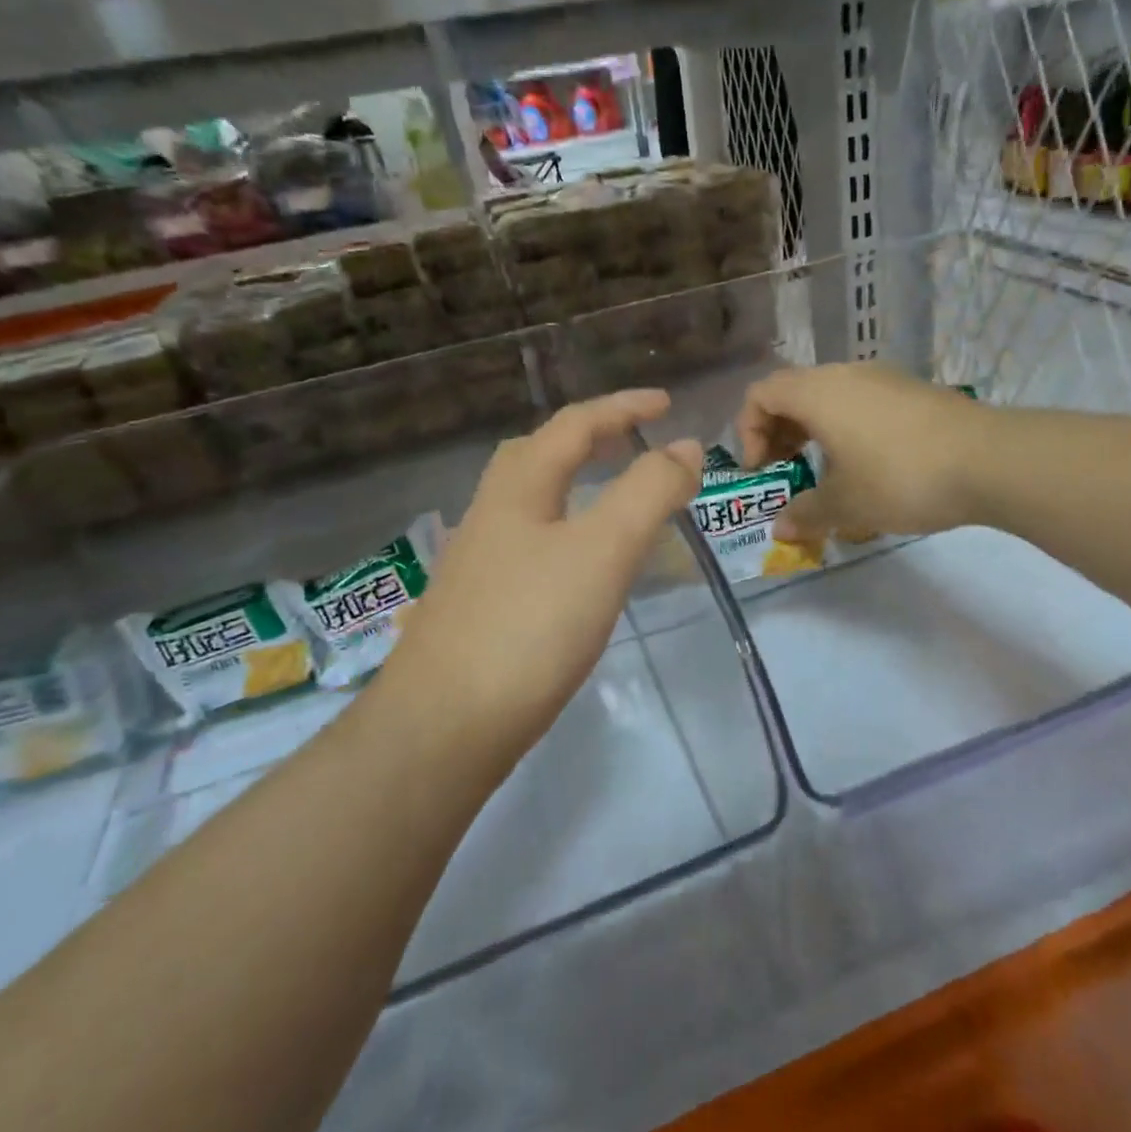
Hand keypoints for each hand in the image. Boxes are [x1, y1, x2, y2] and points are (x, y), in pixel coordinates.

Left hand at [384, 390, 701, 770]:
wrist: (444, 726)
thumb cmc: (530, 626)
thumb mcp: (603, 549)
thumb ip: (649, 492)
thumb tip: (686, 447)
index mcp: (518, 488)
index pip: (574, 425)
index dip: (623, 408)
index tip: (668, 405)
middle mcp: (491, 513)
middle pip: (539, 454)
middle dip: (590, 437)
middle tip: (634, 442)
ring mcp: (478, 561)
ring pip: (530, 501)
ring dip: (574, 483)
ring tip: (615, 496)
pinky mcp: (479, 605)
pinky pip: (530, 543)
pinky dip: (565, 530)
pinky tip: (580, 565)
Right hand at [735, 364, 984, 542]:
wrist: (988, 460)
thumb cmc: (900, 478)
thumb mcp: (846, 505)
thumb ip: (805, 514)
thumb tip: (781, 530)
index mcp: (818, 393)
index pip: (761, 393)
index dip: (749, 430)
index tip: (762, 469)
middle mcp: (846, 374)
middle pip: (794, 391)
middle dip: (779, 430)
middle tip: (785, 468)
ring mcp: (884, 378)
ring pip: (830, 395)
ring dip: (814, 429)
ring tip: (826, 469)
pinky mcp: (913, 390)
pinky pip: (862, 401)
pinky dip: (847, 426)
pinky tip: (868, 464)